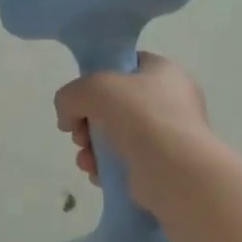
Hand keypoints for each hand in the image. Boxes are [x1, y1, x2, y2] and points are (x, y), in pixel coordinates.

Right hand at [54, 53, 211, 207]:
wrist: (173, 170)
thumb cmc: (138, 116)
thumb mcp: (92, 89)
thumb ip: (69, 96)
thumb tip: (68, 120)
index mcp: (164, 72)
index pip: (125, 67)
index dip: (97, 79)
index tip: (80, 98)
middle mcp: (170, 101)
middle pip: (114, 105)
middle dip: (87, 122)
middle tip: (79, 134)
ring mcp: (168, 135)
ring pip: (115, 136)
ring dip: (91, 148)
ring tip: (86, 160)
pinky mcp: (163, 165)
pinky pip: (125, 161)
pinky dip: (106, 167)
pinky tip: (97, 174)